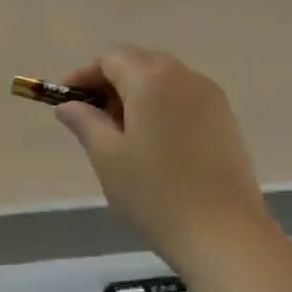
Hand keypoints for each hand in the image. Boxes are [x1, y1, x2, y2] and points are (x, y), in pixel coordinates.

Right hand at [54, 46, 270, 269]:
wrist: (223, 233)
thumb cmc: (155, 192)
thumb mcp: (107, 156)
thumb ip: (84, 122)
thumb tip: (69, 105)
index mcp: (152, 79)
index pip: (110, 58)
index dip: (83, 76)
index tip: (66, 102)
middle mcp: (185, 77)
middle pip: (139, 63)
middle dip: (111, 83)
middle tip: (92, 119)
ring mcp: (211, 98)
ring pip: (164, 81)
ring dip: (137, 96)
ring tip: (122, 136)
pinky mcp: (226, 120)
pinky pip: (184, 100)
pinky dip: (162, 109)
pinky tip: (154, 145)